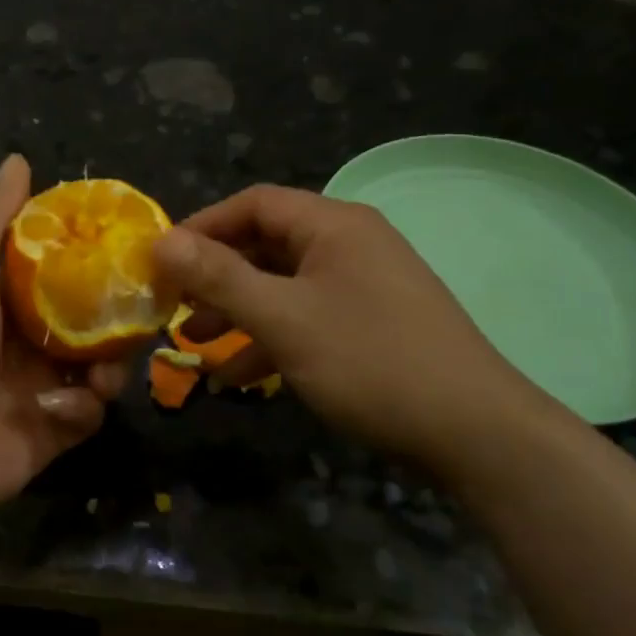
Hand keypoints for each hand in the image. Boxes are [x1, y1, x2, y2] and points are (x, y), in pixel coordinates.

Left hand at [0, 154, 125, 526]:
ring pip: (100, 367)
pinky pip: (89, 413)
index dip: (95, 260)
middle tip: (141, 311)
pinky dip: (84, 408)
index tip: (131, 248)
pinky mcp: (53, 432)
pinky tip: (66, 407)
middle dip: (115, 318)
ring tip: (105, 368)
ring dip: (109, 366)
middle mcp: (26, 343)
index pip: (62, 273)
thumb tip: (18, 159)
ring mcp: (42, 390)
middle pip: (90, 322)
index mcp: (4, 302)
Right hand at [151, 185, 542, 461]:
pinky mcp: (372, 324)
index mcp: (333, 225)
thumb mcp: (284, 318)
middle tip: (173, 303)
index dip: (202, 226)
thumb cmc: (370, 361)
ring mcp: (364, 285)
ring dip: (238, 310)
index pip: (254, 204)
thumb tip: (161, 240)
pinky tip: (241, 376)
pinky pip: (308, 317)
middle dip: (216, 275)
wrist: (474, 432)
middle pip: (267, 244)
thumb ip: (220, 277)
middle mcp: (350, 244)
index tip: (161, 260)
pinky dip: (272, 338)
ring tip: (195, 342)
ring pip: (284, 285)